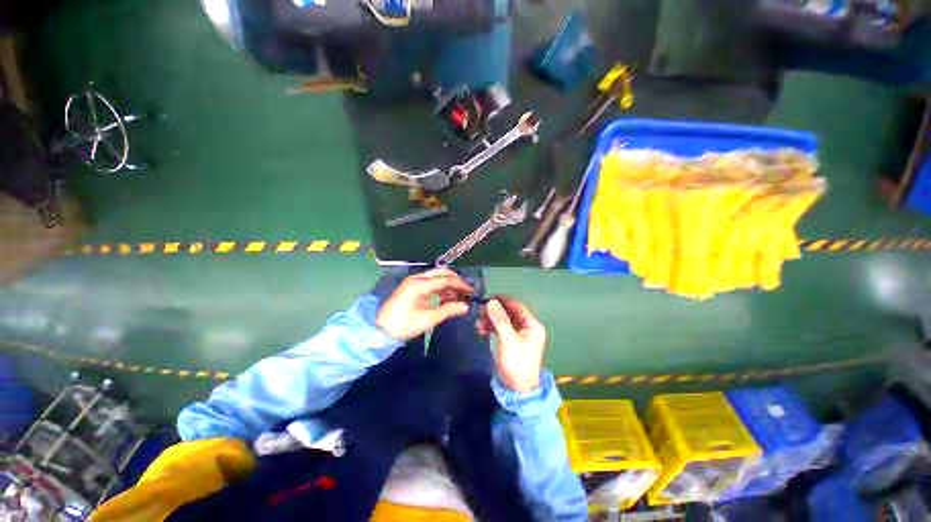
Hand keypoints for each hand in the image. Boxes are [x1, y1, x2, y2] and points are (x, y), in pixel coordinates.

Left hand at [376, 268, 472, 340]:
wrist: (381, 330)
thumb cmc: (404, 325)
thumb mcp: (428, 319)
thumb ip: (448, 310)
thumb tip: (466, 306)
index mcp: (419, 284)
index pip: (444, 279)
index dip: (460, 284)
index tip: (472, 291)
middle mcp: (417, 279)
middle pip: (441, 273)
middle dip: (456, 281)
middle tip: (467, 292)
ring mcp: (415, 282)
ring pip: (437, 278)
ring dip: (449, 285)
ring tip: (461, 297)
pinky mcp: (414, 288)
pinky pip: (432, 284)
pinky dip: (442, 290)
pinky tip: (450, 298)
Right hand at [477, 296, 545, 392]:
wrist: (517, 389)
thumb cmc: (516, 362)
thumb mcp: (508, 339)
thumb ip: (500, 319)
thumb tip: (491, 301)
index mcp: (531, 324)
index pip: (516, 305)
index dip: (502, 300)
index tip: (486, 299)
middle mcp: (526, 327)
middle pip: (509, 312)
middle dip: (494, 311)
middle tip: (479, 311)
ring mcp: (518, 335)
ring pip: (503, 321)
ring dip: (490, 320)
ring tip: (478, 323)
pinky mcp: (511, 341)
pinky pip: (500, 329)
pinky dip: (491, 328)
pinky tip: (481, 330)